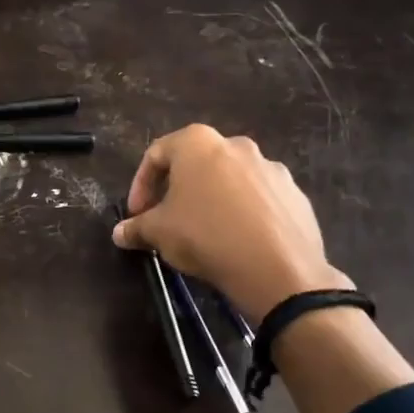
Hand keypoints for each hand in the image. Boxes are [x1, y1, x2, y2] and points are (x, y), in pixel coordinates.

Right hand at [112, 125, 347, 323]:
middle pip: (196, 163)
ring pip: (229, 179)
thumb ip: (136, 227)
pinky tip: (238, 240)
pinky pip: (258, 198)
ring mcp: (270, 167)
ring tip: (204, 232)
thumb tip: (119, 233)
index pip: (157, 154)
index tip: (137, 213)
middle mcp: (236, 145)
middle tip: (167, 219)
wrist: (278, 268)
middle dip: (177, 190)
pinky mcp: (294, 193)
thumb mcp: (159, 233)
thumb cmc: (206, 236)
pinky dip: (243, 212)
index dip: (140, 184)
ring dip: (211, 199)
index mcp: (198, 143)